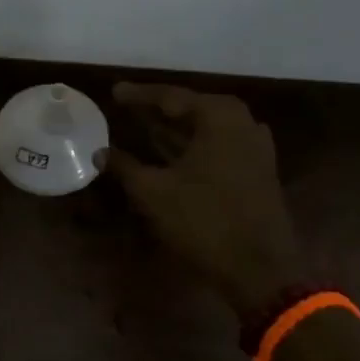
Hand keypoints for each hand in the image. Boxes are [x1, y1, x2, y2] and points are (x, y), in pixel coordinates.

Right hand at [97, 82, 307, 315]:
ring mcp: (255, 148)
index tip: (114, 92)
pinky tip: (174, 156)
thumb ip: (125, 166)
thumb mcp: (154, 193)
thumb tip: (99, 152)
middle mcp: (243, 123)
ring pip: (207, 130)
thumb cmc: (204, 221)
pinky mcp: (258, 171)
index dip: (139, 96)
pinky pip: (219, 147)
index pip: (172, 96)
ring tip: (146, 128)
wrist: (259, 268)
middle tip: (129, 108)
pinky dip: (193, 147)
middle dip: (159, 110)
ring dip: (176, 130)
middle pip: (193, 109)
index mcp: (220, 117)